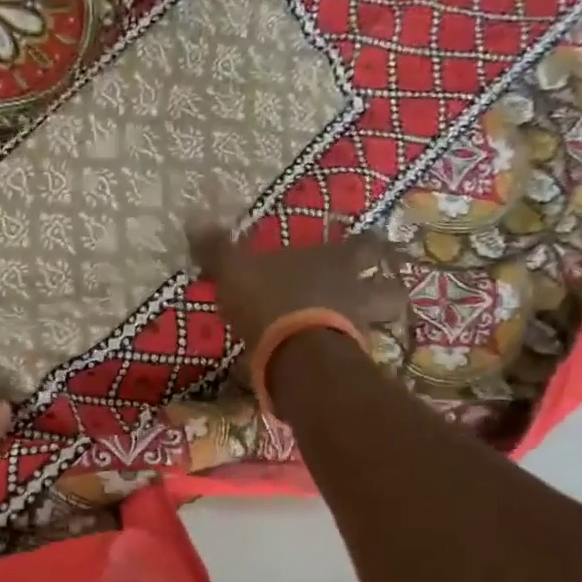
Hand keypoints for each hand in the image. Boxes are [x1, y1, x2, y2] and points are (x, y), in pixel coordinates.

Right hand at [189, 223, 405, 356]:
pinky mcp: (350, 361)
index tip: (367, 241)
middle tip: (378, 289)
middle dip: (385, 287)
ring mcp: (357, 327)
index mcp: (332, 260)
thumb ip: (218, 250)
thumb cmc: (270, 302)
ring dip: (373, 323)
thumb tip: (194, 221)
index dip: (366, 242)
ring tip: (357, 330)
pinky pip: (354, 354)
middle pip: (387, 286)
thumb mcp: (234, 271)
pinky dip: (347, 355)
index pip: (362, 244)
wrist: (296, 356)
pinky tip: (330, 361)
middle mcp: (354, 290)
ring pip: (379, 322)